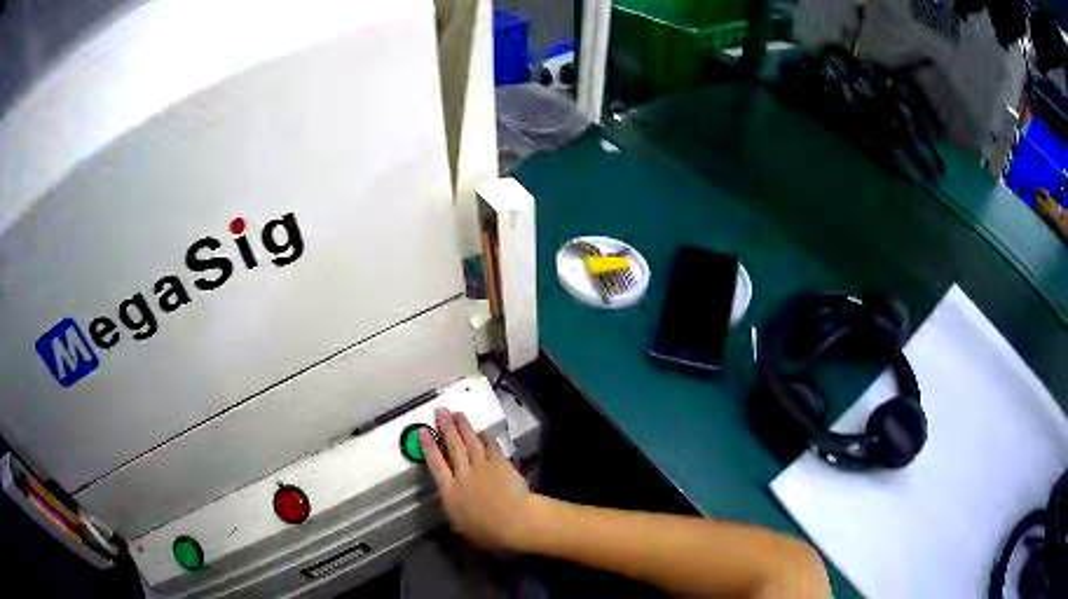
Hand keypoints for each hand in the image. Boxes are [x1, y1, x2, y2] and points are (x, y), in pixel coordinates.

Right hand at [420, 408, 539, 551]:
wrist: (515, 522)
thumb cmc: (488, 532)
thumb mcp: (463, 528)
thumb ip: (457, 517)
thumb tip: (455, 518)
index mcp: (449, 491)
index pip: (435, 464)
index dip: (428, 446)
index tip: (422, 431)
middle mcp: (462, 474)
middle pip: (452, 446)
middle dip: (445, 427)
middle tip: (440, 411)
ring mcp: (482, 466)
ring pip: (469, 442)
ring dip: (463, 426)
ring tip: (457, 413)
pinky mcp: (500, 463)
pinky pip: (491, 447)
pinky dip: (485, 438)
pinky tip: (482, 431)